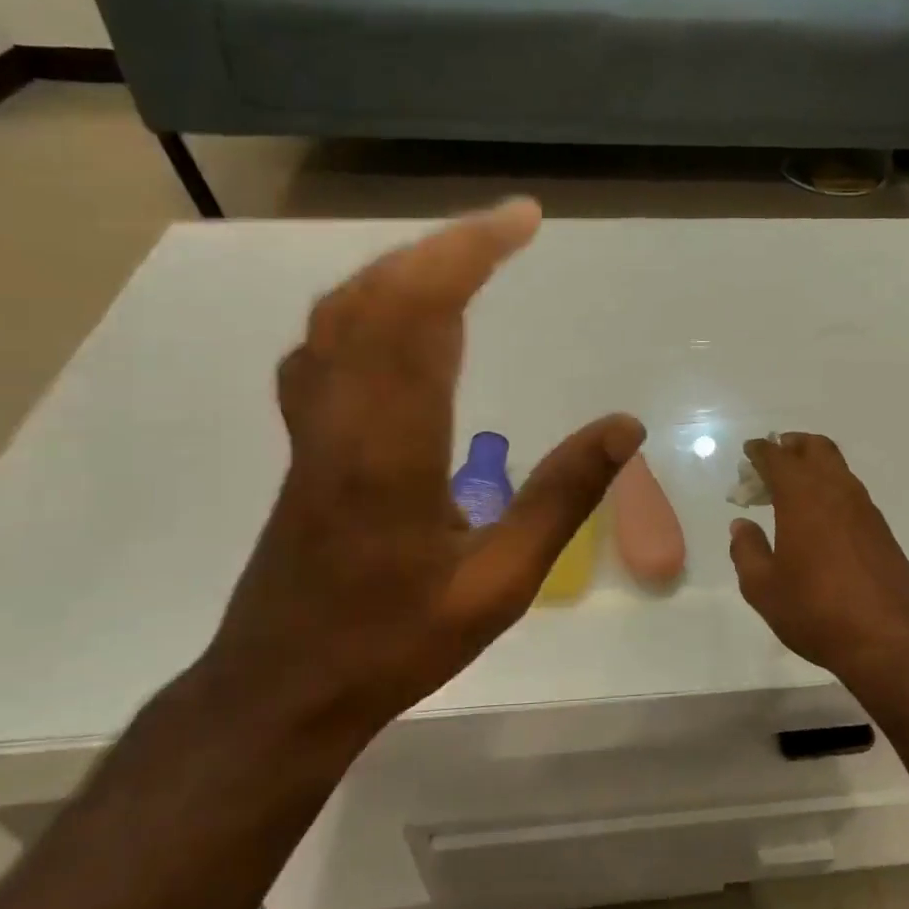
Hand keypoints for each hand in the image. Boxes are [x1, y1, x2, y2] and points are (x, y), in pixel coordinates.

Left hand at [206, 199, 642, 730]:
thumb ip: (562, 499)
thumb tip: (625, 426)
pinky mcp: (303, 440)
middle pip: (377, 297)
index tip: (522, 221)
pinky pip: (327, 345)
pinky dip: (368, 304)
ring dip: (402, 267)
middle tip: (507, 225)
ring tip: (464, 255)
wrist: (282, 688)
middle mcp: (342, 418)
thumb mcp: (500, 585)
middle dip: (444, 246)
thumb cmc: (394, 641)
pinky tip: (398, 315)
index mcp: (390, 448)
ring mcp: (312, 426)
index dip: (469, 254)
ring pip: (342, 314)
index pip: (422, 317)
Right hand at [728, 433, 908, 684]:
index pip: (778, 458)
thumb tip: (742, 526)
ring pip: (838, 468)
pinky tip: (821, 516)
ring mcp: (864, 509)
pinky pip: (851, 492)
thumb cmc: (816, 610)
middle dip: (792, 445)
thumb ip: (747, 551)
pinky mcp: (882, 530)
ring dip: (814, 466)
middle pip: (816, 448)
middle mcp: (836, 491)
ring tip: (793, 487)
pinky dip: (831, 488)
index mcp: (802, 496)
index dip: (760, 451)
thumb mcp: (764, 588)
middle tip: (774, 457)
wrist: (891, 639)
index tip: (749, 451)